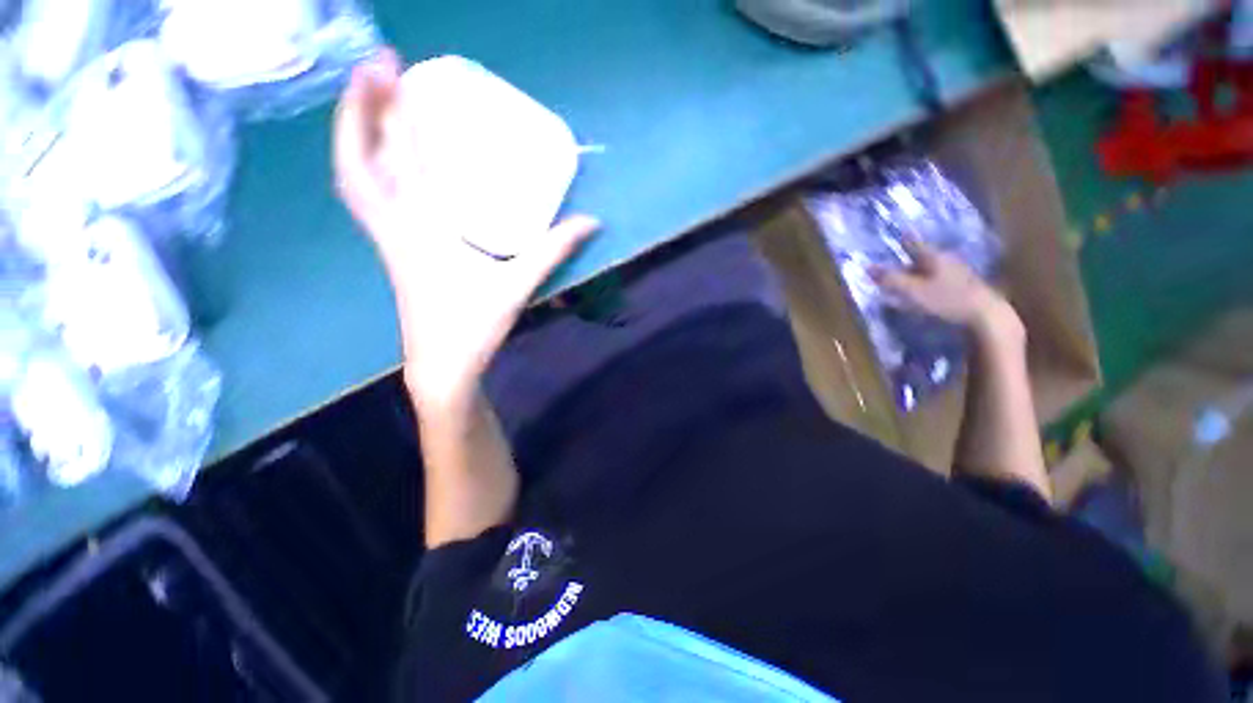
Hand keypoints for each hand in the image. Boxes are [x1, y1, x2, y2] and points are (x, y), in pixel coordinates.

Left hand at [333, 49, 598, 409]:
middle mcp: (396, 226)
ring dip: (353, 134)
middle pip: (357, 159)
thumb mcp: (519, 284)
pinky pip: (366, 199)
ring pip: (352, 179)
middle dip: (358, 106)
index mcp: (425, 230)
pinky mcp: (392, 249)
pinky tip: (380, 156)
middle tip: (373, 66)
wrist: (443, 363)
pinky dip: (364, 167)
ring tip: (367, 99)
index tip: (396, 65)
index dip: (396, 108)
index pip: (403, 158)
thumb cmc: (476, 325)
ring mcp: (387, 238)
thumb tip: (591, 222)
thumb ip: (555, 249)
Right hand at [873, 240, 1018, 338]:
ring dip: (917, 274)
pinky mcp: (964, 287)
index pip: (915, 244)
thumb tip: (867, 267)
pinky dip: (927, 284)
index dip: (906, 239)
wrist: (985, 316)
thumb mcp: (913, 291)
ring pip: (931, 270)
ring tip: (905, 282)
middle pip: (923, 258)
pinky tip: (923, 293)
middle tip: (894, 266)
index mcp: (935, 257)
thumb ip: (891, 279)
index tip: (900, 232)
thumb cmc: (946, 299)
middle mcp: (947, 260)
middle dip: (908, 261)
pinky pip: (939, 281)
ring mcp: (958, 274)